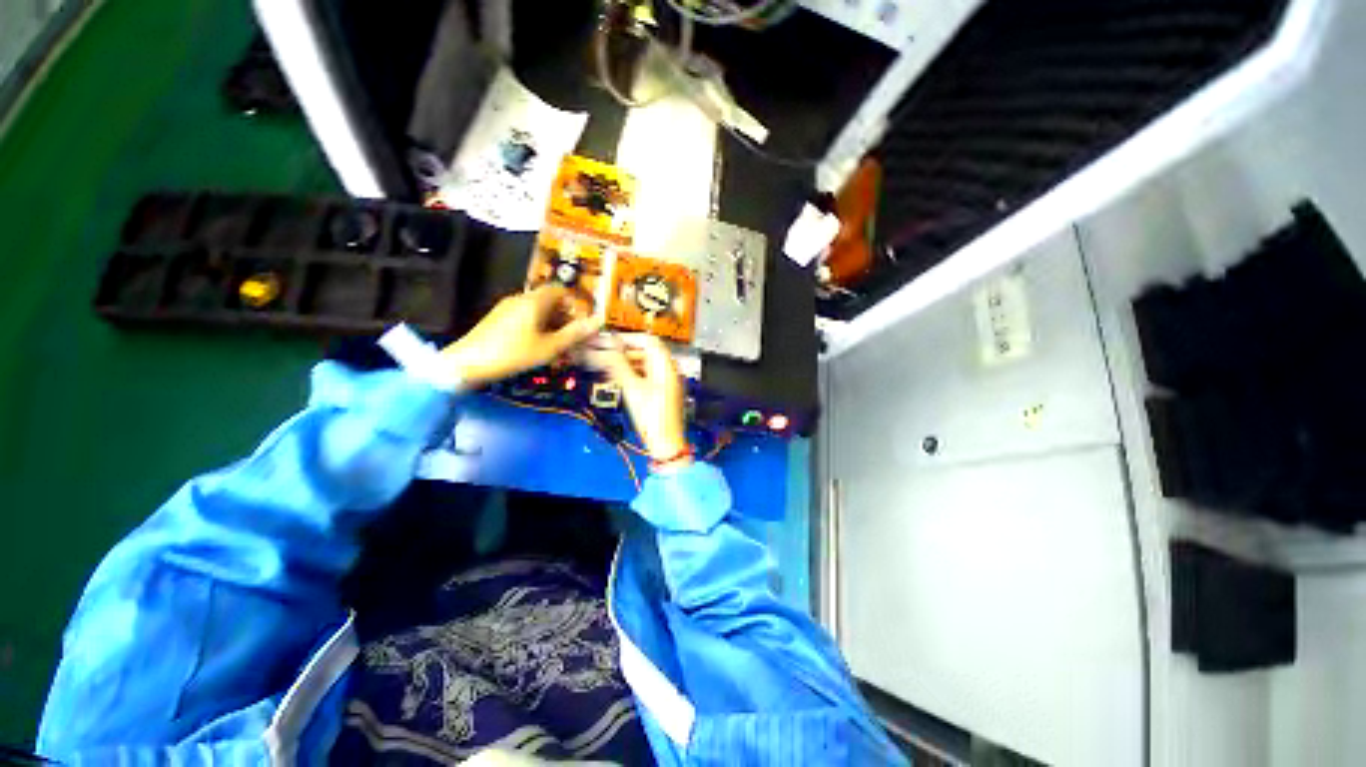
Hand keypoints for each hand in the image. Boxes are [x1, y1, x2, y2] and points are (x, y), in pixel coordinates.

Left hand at [441, 285, 600, 386]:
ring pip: (537, 310)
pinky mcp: (498, 319)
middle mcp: (520, 299)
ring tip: (557, 346)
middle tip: (572, 338)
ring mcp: (507, 308)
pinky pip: (524, 317)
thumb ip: (573, 334)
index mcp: (534, 301)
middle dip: (564, 317)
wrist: (467, 362)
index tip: (581, 322)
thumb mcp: (549, 347)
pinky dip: (536, 327)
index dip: (574, 303)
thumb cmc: (513, 353)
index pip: (560, 290)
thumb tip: (597, 322)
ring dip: (551, 324)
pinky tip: (537, 346)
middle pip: (549, 300)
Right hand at [593, 334, 690, 462]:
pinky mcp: (661, 394)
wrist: (666, 443)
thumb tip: (607, 347)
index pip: (648, 340)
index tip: (609, 341)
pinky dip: (631, 375)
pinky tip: (616, 379)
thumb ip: (618, 365)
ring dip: (625, 364)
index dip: (628, 338)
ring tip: (604, 367)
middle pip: (645, 352)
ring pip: (643, 365)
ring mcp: (666, 382)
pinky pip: (645, 377)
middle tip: (602, 354)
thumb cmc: (652, 416)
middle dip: (623, 352)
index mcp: (666, 365)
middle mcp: (668, 370)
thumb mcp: (632, 388)